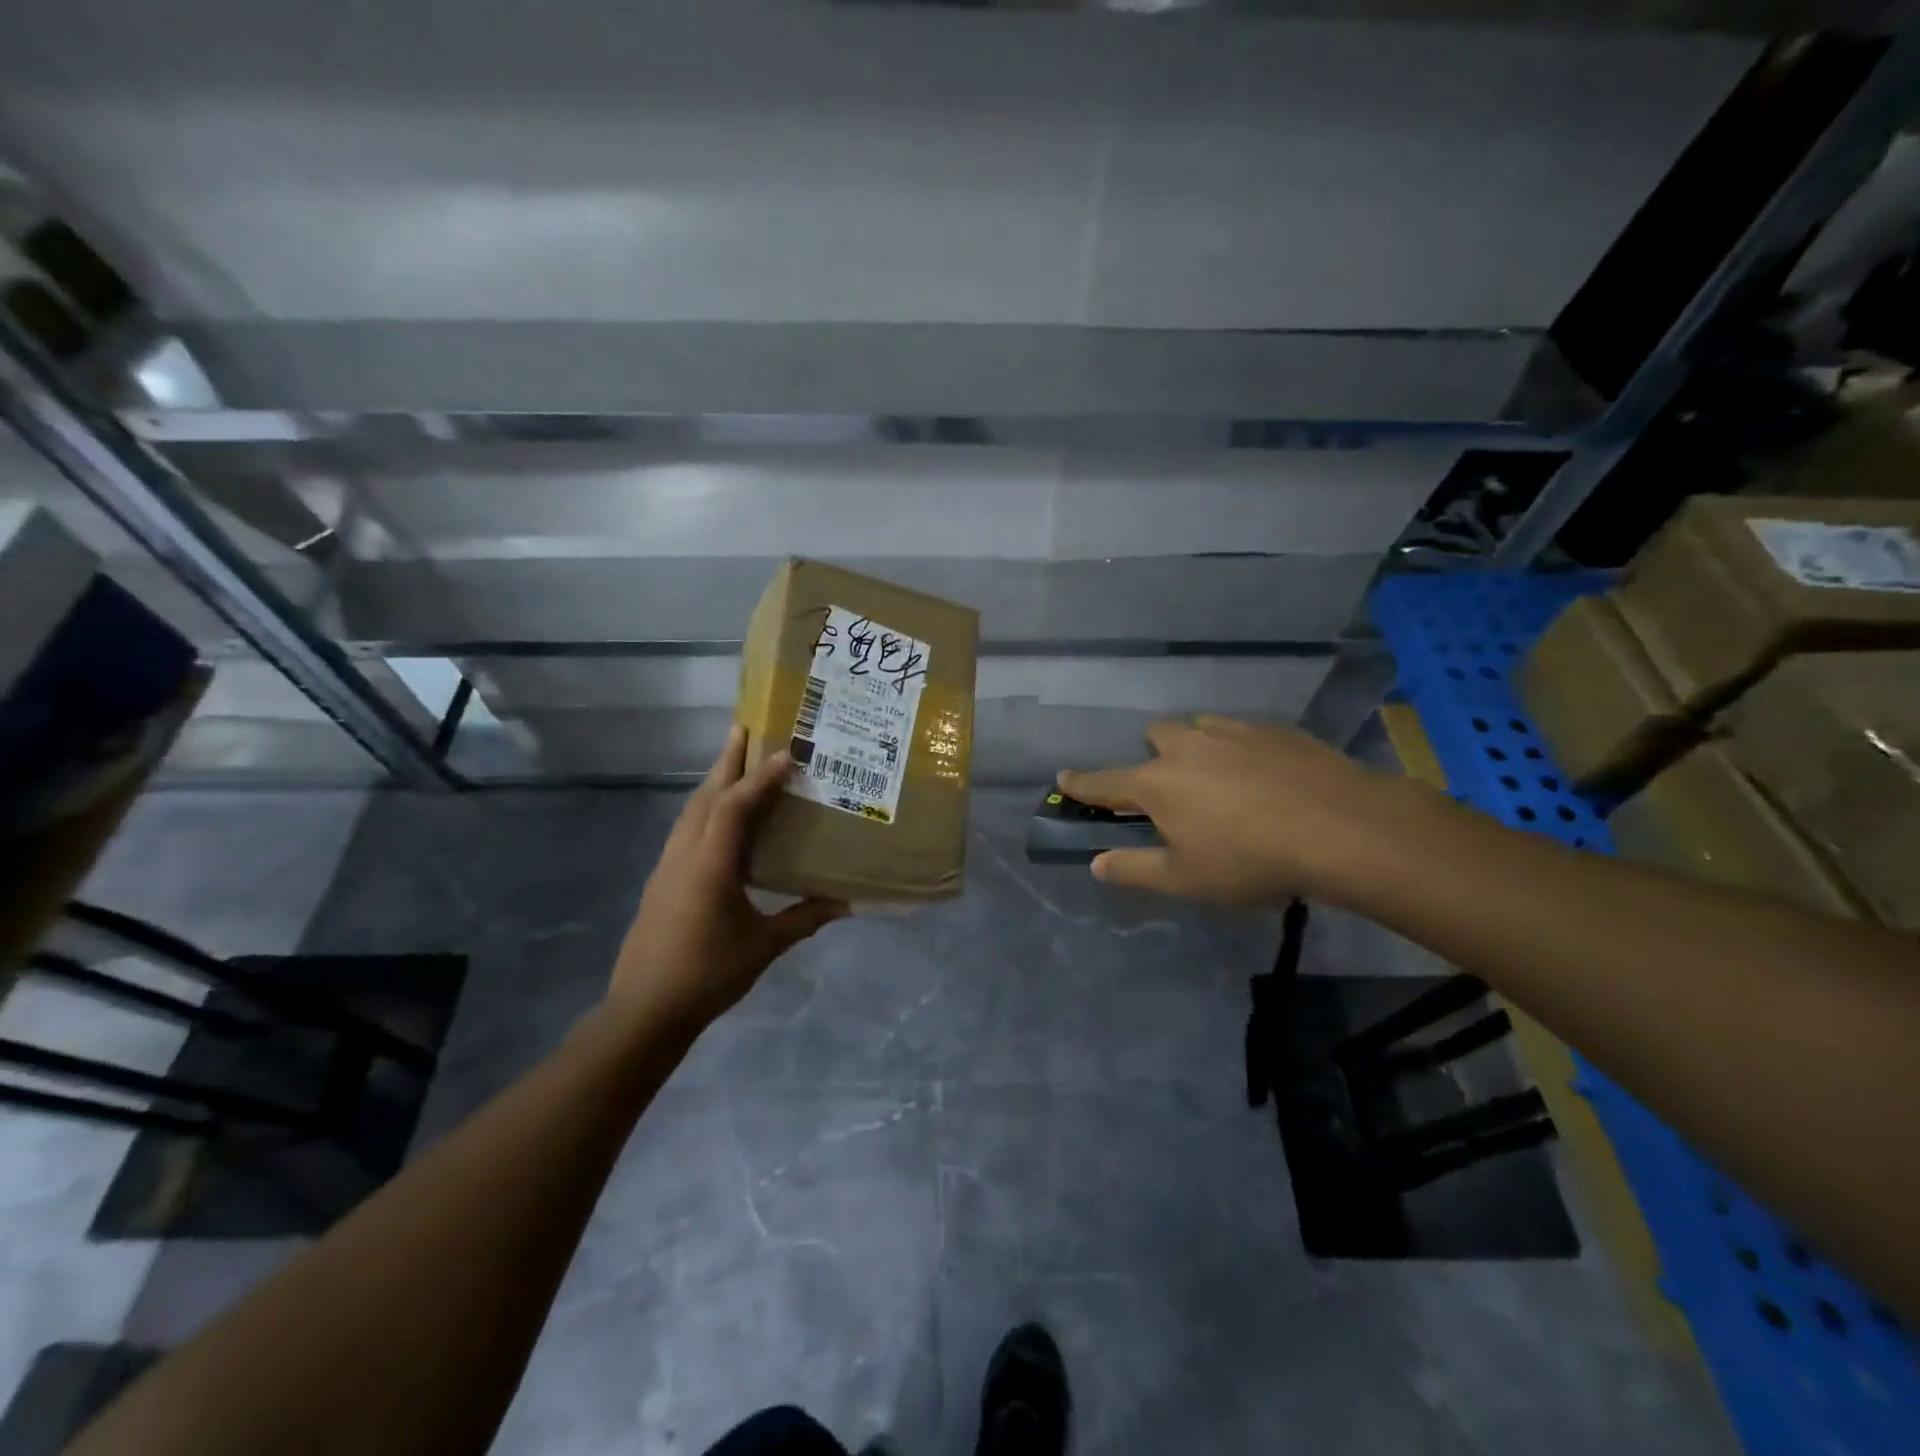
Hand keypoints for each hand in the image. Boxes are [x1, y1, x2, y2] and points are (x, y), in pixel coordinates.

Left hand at [609, 726, 847, 1030]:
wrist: (644, 1011)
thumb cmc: (707, 975)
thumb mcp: (763, 947)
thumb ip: (804, 919)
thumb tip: (846, 904)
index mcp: (710, 865)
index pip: (734, 807)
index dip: (759, 778)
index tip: (784, 752)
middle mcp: (684, 855)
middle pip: (705, 795)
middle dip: (726, 760)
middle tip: (745, 727)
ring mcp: (667, 866)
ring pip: (691, 810)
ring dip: (714, 781)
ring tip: (736, 763)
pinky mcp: (662, 880)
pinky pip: (686, 829)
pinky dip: (706, 809)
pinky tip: (721, 817)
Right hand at [1058, 716, 1407, 905]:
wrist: (1340, 828)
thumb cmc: (1250, 860)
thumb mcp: (1185, 879)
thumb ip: (1135, 870)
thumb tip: (1096, 864)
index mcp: (1157, 782)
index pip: (1105, 782)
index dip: (1081, 784)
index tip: (1063, 778)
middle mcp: (1188, 746)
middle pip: (1155, 736)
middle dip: (1153, 754)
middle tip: (1172, 786)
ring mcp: (1233, 731)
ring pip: (1199, 726)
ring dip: (1197, 745)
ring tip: (1219, 776)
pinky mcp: (1275, 729)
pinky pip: (1242, 730)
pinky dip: (1238, 747)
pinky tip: (1264, 774)